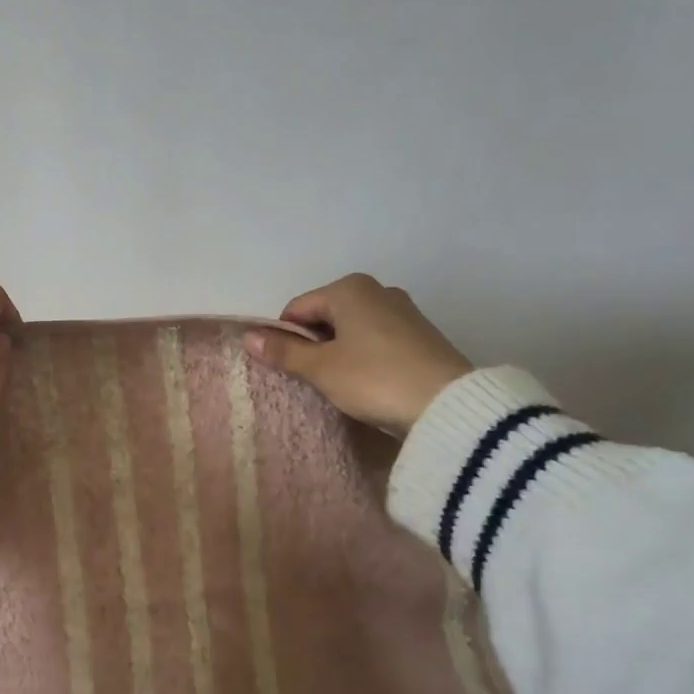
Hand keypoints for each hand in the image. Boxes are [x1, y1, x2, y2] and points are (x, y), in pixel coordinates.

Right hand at [243, 274, 472, 433]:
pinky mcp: (420, 333)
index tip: (291, 369)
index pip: (297, 309)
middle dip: (314, 344)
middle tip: (315, 378)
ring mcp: (403, 310)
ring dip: (339, 352)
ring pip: (352, 328)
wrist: (446, 404)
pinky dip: (364, 356)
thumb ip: (283, 352)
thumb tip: (247, 337)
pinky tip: (369, 382)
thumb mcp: (321, 369)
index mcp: (348, 288)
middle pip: (325, 316)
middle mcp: (377, 289)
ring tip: (342, 384)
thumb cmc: (373, 379)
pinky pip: (376, 339)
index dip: (285, 338)